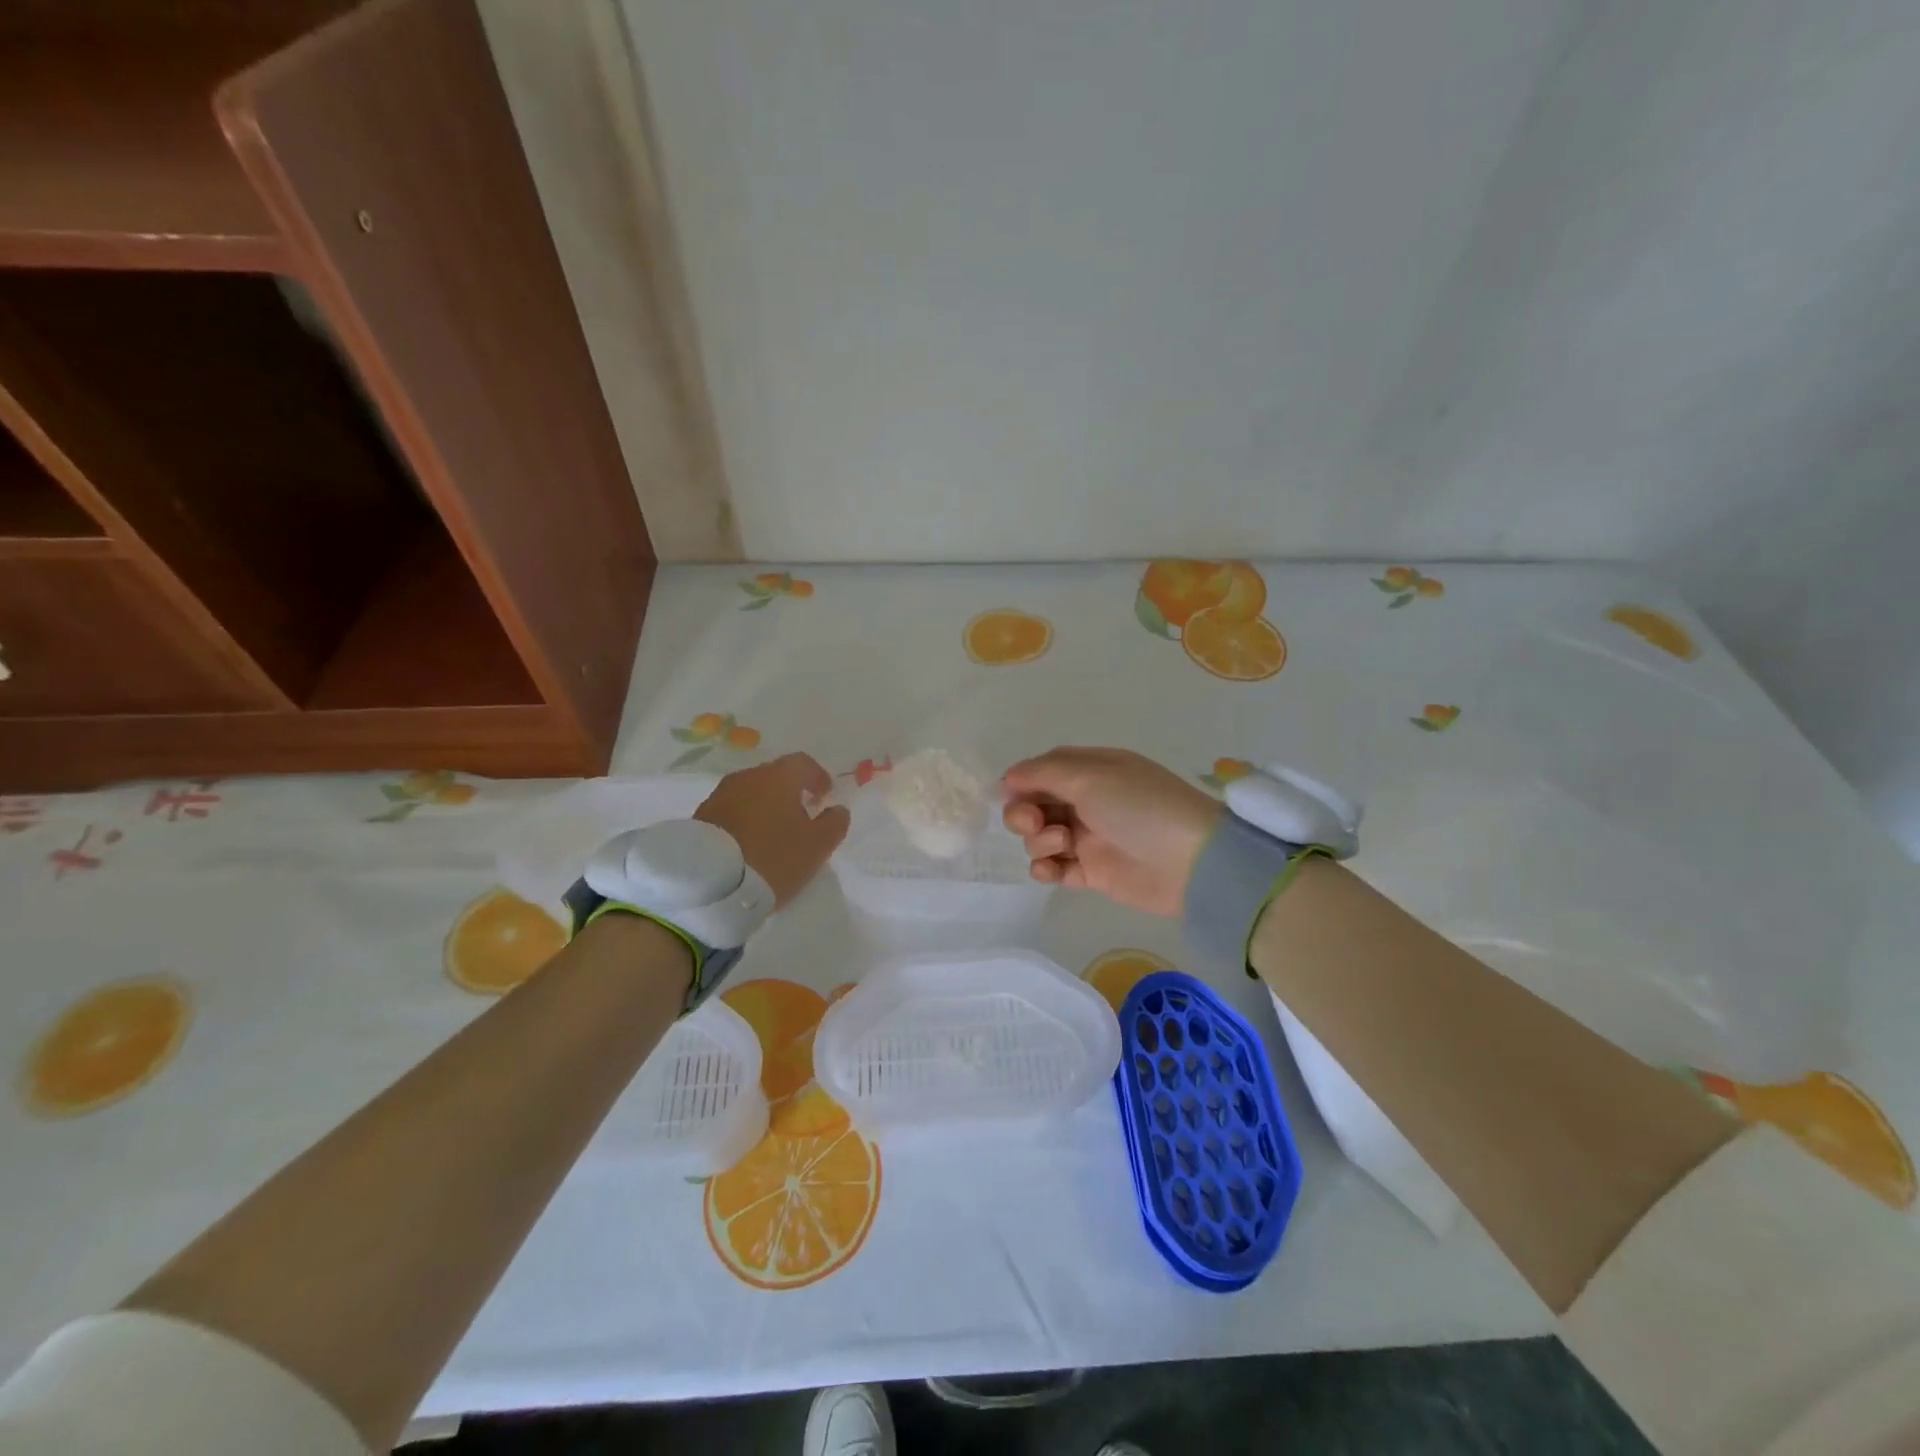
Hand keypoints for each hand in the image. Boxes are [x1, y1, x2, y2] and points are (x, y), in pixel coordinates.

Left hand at [695, 754, 849, 905]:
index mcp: (779, 777)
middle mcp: (748, 777)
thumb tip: (837, 810)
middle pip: (775, 776)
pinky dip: (745, 820)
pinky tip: (749, 843)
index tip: (824, 796)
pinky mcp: (701, 817)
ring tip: (773, 833)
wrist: (710, 882)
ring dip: (765, 807)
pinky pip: (732, 811)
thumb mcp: (817, 846)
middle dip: (790, 792)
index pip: (803, 764)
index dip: (817, 777)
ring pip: (751, 793)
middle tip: (800, 816)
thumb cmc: (773, 856)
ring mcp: (720, 795)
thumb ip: (834, 824)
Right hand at [1001, 747, 1220, 916]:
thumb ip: (1043, 773)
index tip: (1010, 794)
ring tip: (1065, 844)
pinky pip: (1054, 869)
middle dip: (1024, 813)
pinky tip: (1053, 869)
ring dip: (1039, 840)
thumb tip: (1007, 777)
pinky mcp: (1092, 873)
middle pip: (1035, 804)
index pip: (1043, 770)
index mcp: (1091, 770)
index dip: (1022, 781)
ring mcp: (1089, 838)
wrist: (1192, 862)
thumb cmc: (1140, 807)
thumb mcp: (1091, 776)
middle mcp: (1087, 802)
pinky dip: (1045, 869)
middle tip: (1034, 822)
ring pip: (1040, 837)